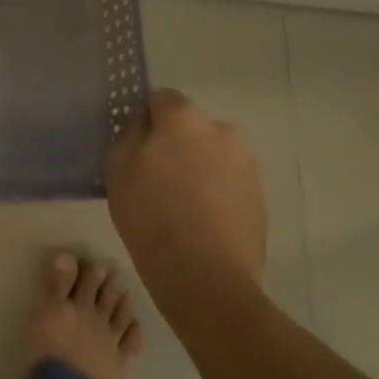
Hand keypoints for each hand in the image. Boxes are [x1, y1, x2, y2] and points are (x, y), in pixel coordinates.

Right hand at [107, 89, 266, 302]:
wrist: (206, 279)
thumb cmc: (151, 215)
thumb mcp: (118, 166)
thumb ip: (130, 133)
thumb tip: (144, 124)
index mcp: (185, 117)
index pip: (161, 99)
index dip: (146, 121)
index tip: (136, 147)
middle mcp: (222, 131)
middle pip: (190, 127)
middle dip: (176, 143)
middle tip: (157, 176)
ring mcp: (246, 165)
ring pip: (212, 154)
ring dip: (198, 167)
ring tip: (181, 204)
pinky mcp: (260, 199)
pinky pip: (229, 182)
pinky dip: (216, 192)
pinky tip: (201, 221)